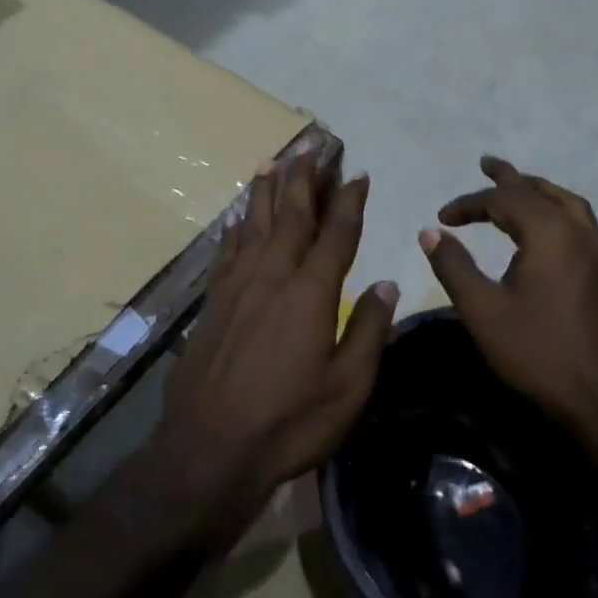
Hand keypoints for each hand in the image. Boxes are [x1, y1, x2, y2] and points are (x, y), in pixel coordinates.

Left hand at [158, 153, 399, 534]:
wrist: (209, 449)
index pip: (336, 234)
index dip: (349, 201)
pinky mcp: (213, 303)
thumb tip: (388, 284)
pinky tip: (236, 217)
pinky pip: (227, 252)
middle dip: (304, 180)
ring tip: (272, 161)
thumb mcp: (348, 387)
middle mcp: (273, 277)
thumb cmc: (290, 422)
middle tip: (312, 148)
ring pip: (254, 225)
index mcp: (310, 293)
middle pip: (291, 216)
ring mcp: (237, 287)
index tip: (356, 173)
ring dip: (266, 191)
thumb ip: (368, 330)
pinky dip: (235, 229)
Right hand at [419, 156, 597, 443]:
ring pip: (567, 203)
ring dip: (538, 190)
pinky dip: (556, 209)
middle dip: (509, 178)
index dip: (469, 203)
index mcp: (549, 233)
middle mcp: (580, 231)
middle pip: (540, 190)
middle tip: (486, 163)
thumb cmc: (537, 352)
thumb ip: (454, 265)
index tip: (442, 217)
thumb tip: (430, 231)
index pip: (504, 200)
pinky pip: (581, 221)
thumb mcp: (482, 310)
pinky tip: (547, 227)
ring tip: (517, 187)